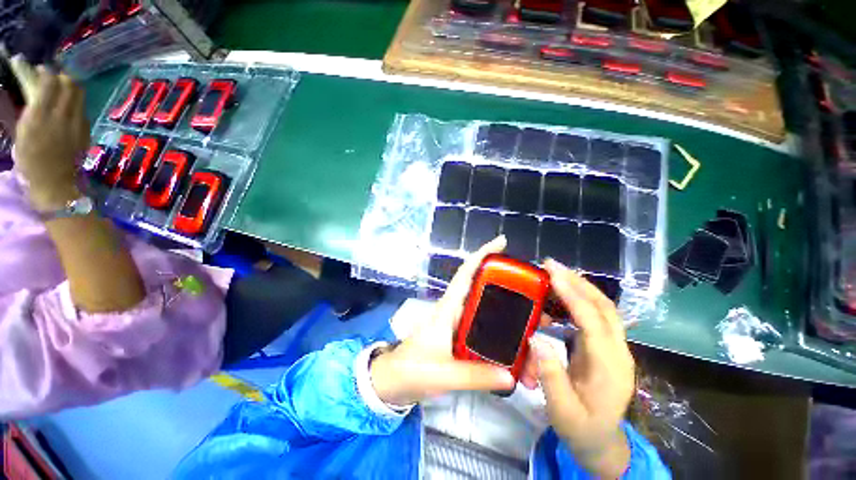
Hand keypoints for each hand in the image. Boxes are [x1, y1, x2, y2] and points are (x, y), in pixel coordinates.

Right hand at [11, 57, 88, 210]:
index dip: (45, 72)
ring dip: (70, 88)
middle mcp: (61, 116)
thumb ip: (29, 108)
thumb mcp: (21, 132)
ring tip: (61, 91)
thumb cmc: (31, 160)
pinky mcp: (86, 131)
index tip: (39, 70)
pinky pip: (83, 110)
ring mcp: (77, 124)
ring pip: (79, 95)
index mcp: (40, 115)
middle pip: (69, 84)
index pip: (49, 82)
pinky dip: (75, 103)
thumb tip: (32, 89)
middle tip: (52, 79)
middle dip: (60, 76)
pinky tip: (67, 108)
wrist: (55, 183)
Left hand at [370, 236, 517, 405]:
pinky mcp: (459, 334)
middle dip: (507, 285)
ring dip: (508, 308)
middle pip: (482, 288)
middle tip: (535, 292)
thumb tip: (512, 376)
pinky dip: (500, 326)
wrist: (394, 380)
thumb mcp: (443, 374)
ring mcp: (458, 322)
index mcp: (448, 309)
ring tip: (534, 316)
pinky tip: (516, 336)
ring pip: (485, 307)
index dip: (482, 255)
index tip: (502, 242)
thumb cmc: (412, 369)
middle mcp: (455, 310)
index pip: (466, 273)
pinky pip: (483, 324)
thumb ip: (475, 376)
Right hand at [530, 259, 634, 477]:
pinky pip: (594, 315)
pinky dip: (577, 300)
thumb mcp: (562, 411)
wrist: (601, 442)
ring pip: (602, 308)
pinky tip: (559, 296)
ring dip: (579, 286)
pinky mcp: (605, 347)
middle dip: (578, 281)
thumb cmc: (581, 429)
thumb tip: (535, 338)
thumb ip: (551, 376)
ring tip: (553, 274)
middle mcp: (618, 352)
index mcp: (609, 368)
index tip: (552, 272)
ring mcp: (614, 348)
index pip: (593, 321)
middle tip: (551, 264)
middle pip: (604, 307)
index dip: (572, 294)